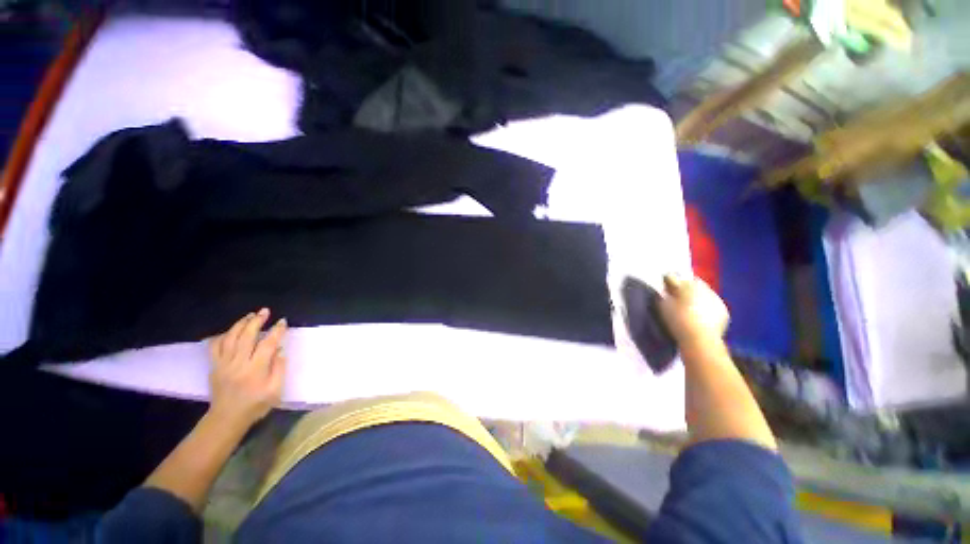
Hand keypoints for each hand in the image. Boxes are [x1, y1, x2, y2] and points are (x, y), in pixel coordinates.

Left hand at [208, 308, 286, 429]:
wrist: (227, 418)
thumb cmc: (255, 405)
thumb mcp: (275, 391)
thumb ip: (279, 369)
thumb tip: (280, 351)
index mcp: (256, 369)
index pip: (267, 344)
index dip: (276, 331)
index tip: (283, 321)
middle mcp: (238, 363)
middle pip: (247, 337)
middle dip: (257, 321)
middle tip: (265, 311)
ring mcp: (223, 364)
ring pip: (230, 338)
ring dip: (240, 324)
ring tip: (250, 315)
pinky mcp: (214, 366)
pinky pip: (215, 347)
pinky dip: (222, 336)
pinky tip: (230, 331)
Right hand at [659, 274, 729, 345]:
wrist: (700, 340)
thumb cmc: (678, 320)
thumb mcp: (663, 305)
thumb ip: (664, 294)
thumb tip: (665, 289)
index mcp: (687, 284)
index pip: (675, 277)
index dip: (669, 282)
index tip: (664, 288)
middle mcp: (704, 288)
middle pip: (692, 284)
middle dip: (685, 288)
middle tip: (676, 297)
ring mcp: (716, 299)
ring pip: (703, 294)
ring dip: (696, 298)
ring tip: (688, 307)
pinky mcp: (724, 312)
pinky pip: (712, 305)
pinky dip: (706, 308)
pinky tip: (699, 316)